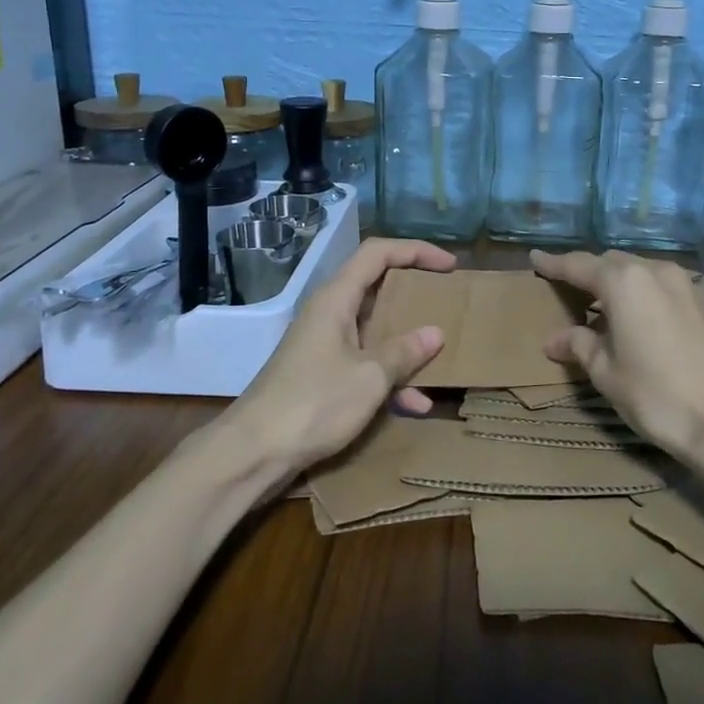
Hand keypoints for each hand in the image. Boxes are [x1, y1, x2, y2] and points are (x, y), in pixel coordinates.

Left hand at [229, 238, 455, 471]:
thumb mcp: (370, 377)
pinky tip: (415, 405)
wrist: (254, 451)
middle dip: (414, 295)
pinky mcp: (321, 374)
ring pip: (373, 329)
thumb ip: (404, 352)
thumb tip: (435, 333)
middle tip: (446, 302)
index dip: (415, 251)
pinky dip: (389, 377)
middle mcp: (329, 313)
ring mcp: (324, 345)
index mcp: (336, 298)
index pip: (378, 253)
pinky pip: (364, 363)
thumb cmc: (314, 403)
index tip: (449, 266)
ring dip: (405, 343)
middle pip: (376, 287)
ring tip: (441, 358)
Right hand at [530, 249, 703, 457]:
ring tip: (597, 307)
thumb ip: (579, 346)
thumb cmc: (656, 395)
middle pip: (610, 263)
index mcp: (624, 282)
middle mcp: (654, 271)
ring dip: (615, 284)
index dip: (554, 264)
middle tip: (564, 289)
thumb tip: (554, 340)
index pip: (579, 265)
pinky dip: (639, 294)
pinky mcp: (702, 303)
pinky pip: (659, 286)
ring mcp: (684, 285)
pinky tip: (632, 319)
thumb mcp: (606, 372)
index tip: (535, 258)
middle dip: (586, 273)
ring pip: (638, 272)